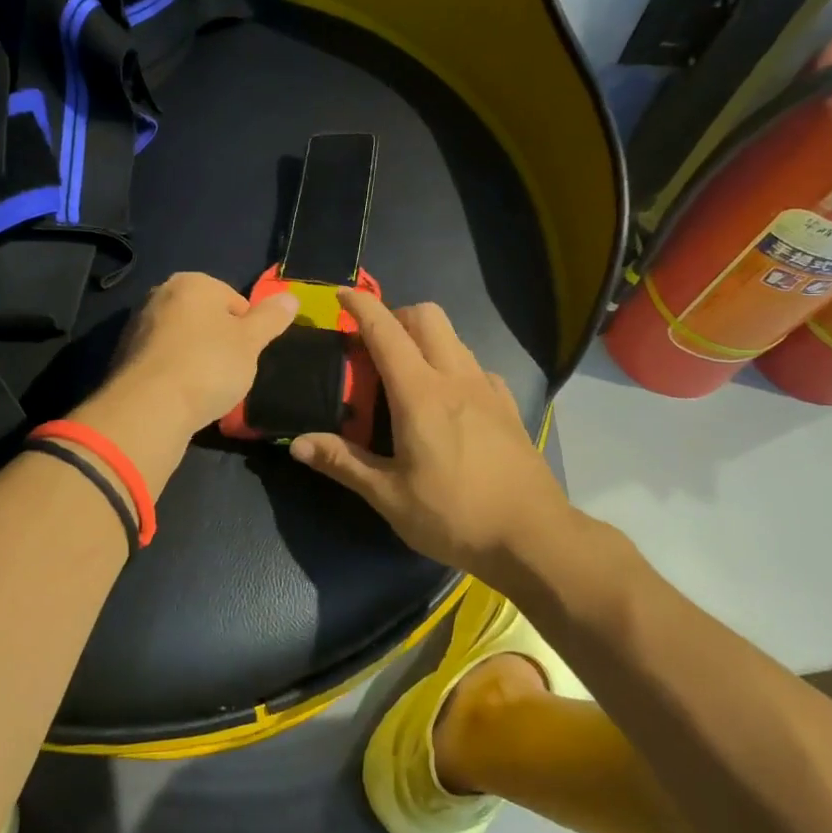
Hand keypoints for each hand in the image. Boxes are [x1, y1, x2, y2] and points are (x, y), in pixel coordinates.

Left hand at [101, 272, 299, 438]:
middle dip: (219, 341)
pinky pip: (162, 359)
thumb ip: (271, 318)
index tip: (247, 356)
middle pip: (205, 318)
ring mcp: (138, 324)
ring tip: (205, 387)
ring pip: (182, 339)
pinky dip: (174, 372)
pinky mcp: (124, 355)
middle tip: (229, 372)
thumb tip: (291, 297)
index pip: (234, 301)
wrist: (150, 407)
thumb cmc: (209, 365)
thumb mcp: (251, 342)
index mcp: (192, 282)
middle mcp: (160, 294)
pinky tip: (181, 394)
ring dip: (196, 357)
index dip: (247, 330)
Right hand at [290, 289, 570, 580]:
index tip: (342, 294)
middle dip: (396, 316)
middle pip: (427, 316)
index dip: (361, 306)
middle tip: (375, 347)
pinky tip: (448, 403)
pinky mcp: (508, 406)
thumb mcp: (389, 496)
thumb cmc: (455, 516)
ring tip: (406, 375)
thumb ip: (343, 463)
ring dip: (425, 339)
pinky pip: (475, 366)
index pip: (385, 331)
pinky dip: (453, 365)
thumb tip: (297, 443)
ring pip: (453, 337)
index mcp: (420, 393)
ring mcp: (488, 389)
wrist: (534, 538)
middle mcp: (456, 378)